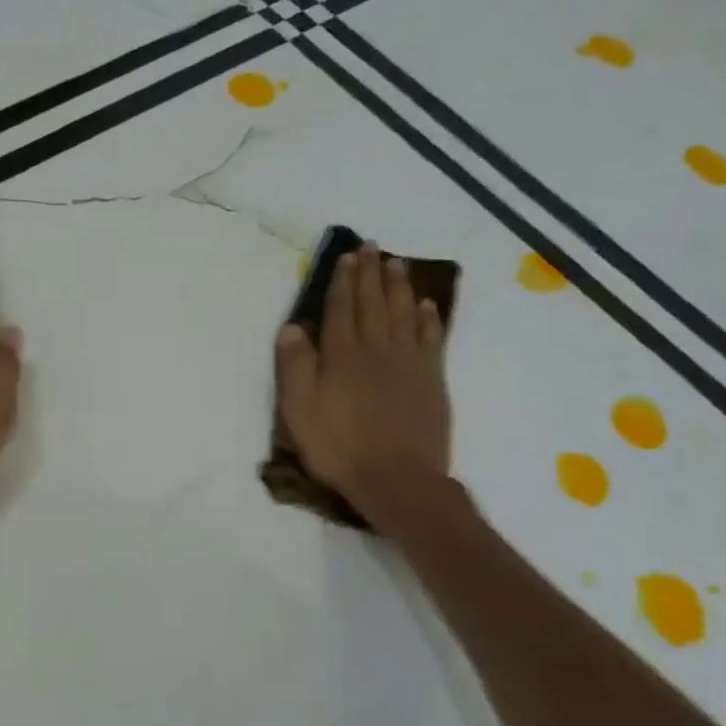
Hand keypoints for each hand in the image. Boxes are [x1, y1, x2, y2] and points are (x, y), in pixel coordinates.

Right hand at [275, 243, 450, 518]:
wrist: (398, 479)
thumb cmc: (339, 447)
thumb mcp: (299, 410)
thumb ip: (296, 366)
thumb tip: (294, 326)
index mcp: (342, 354)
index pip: (340, 308)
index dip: (342, 281)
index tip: (345, 256)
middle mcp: (377, 348)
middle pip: (373, 302)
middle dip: (369, 273)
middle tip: (370, 246)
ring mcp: (409, 362)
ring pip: (403, 312)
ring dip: (399, 285)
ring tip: (396, 262)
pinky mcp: (432, 379)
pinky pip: (431, 338)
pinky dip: (428, 318)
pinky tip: (427, 305)